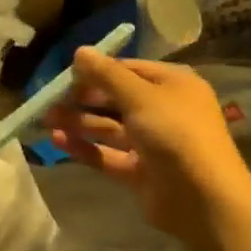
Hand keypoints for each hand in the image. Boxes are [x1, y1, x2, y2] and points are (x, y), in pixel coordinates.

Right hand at [47, 48, 250, 244]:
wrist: (203, 199)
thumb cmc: (176, 134)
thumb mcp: (140, 96)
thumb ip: (107, 74)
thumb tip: (80, 51)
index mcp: (172, 86)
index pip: (128, 70)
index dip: (97, 71)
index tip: (65, 76)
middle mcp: (163, 111)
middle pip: (115, 99)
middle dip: (81, 100)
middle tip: (48, 101)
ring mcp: (151, 143)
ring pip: (108, 127)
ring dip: (78, 122)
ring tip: (46, 121)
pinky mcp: (139, 171)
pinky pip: (106, 154)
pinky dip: (84, 147)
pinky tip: (58, 141)